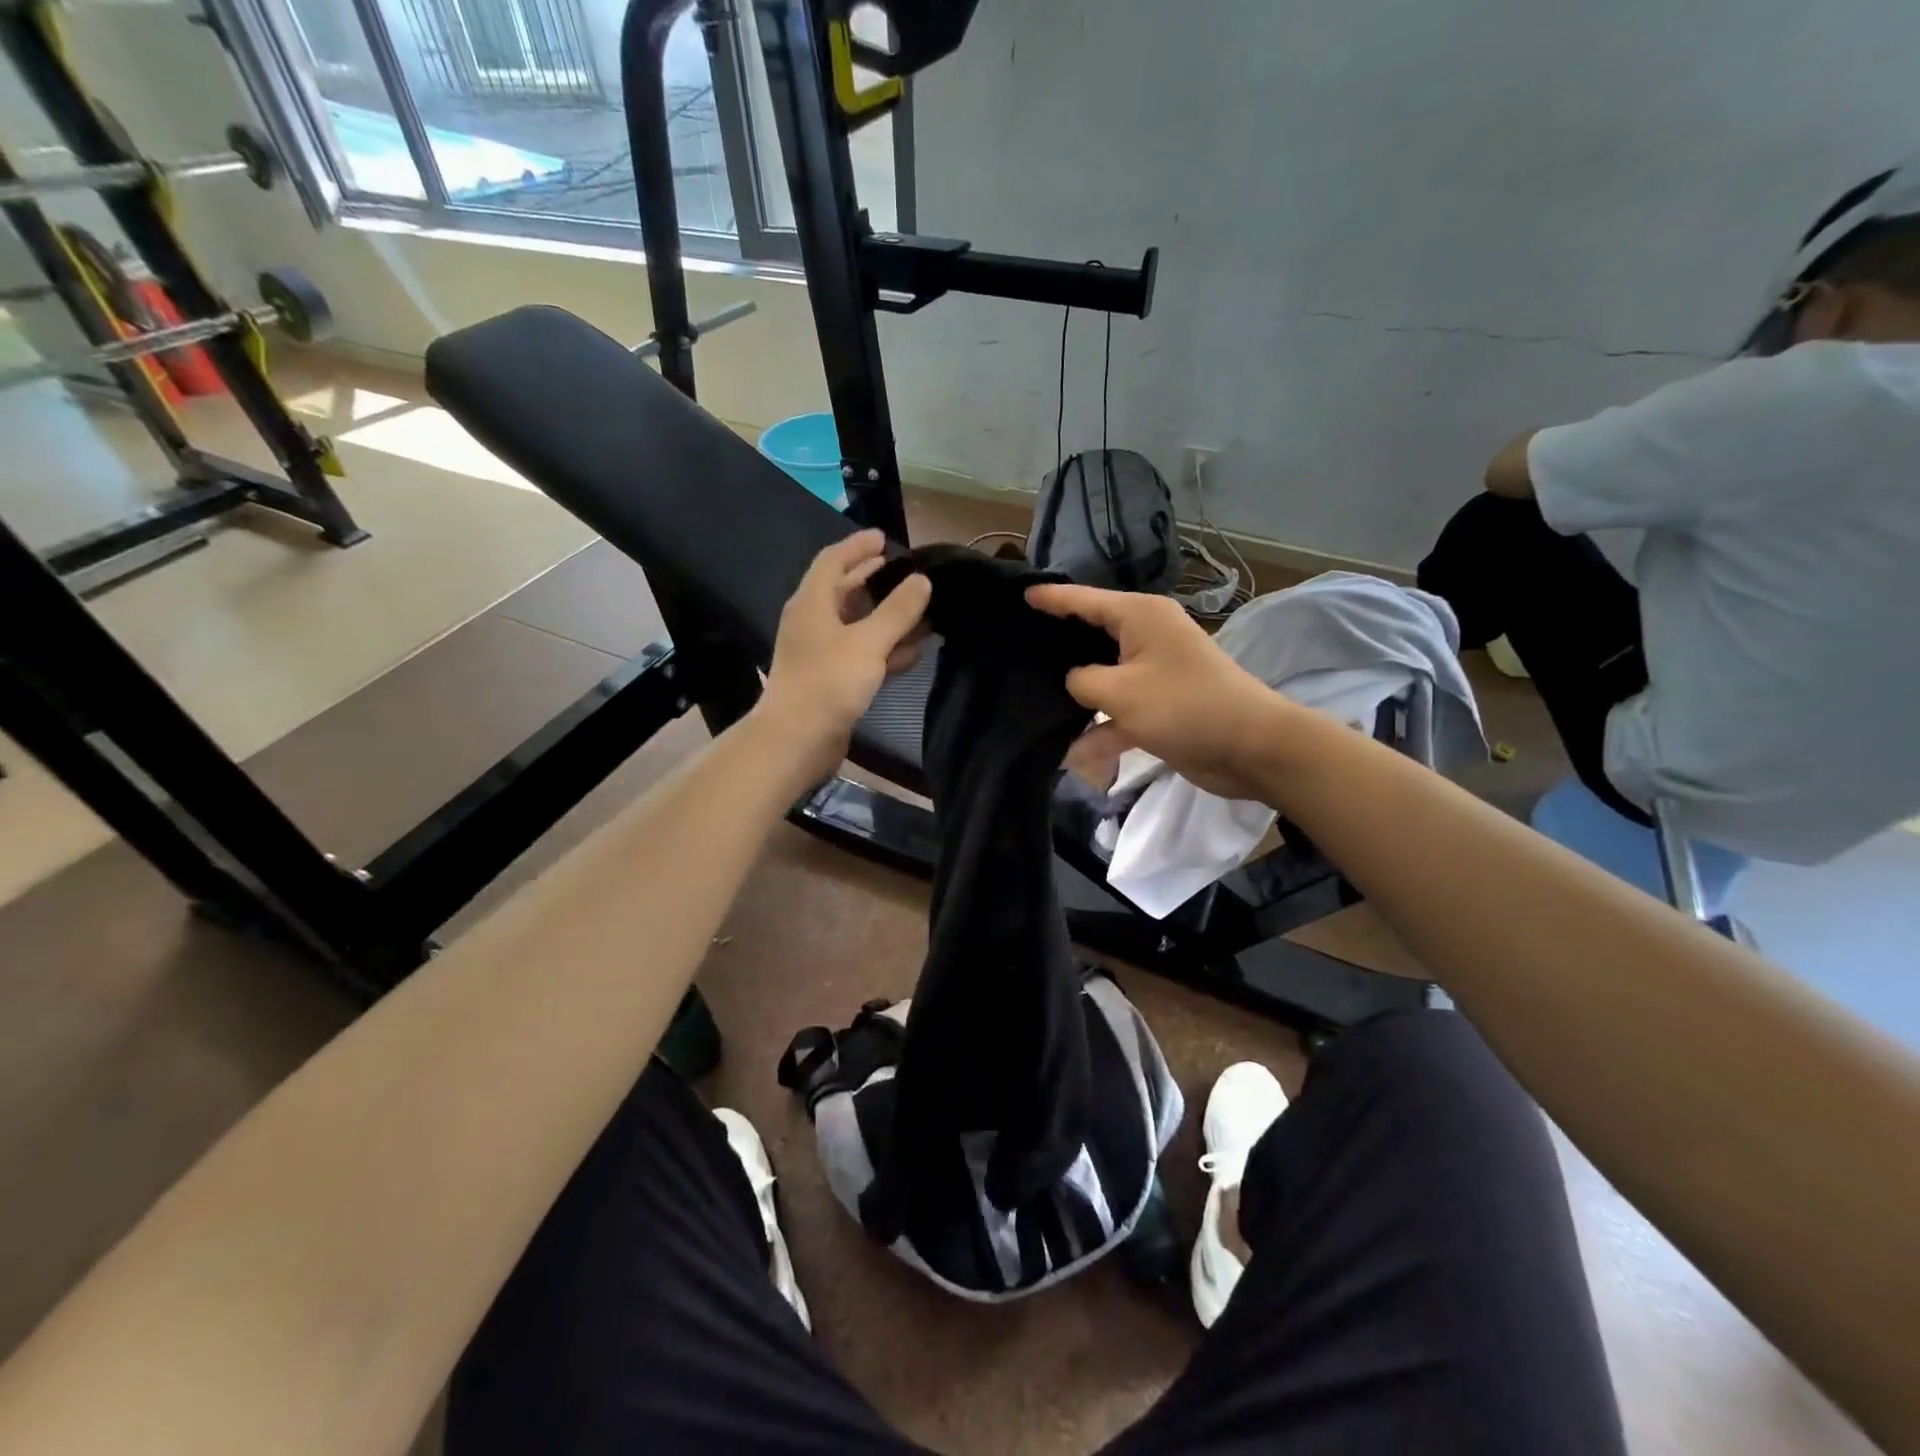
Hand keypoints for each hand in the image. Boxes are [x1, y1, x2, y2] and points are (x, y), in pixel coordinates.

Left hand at [757, 530, 931, 783]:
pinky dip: (885, 649)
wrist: (797, 740)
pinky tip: (913, 652)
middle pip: (846, 591)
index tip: (885, 538)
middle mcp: (813, 622)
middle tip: (909, 574)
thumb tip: (922, 580)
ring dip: (887, 617)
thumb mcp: (868, 642)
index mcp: (812, 603)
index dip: (857, 546)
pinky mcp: (832, 680)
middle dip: (876, 580)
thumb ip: (897, 610)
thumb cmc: (828, 682)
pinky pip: (862, 654)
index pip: (833, 560)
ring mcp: (821, 653)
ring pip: (858, 625)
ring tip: (923, 611)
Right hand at [1026, 584, 1283, 799]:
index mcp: (1139, 616)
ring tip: (1034, 702)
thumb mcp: (1119, 692)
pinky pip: (1120, 712)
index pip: (1084, 599)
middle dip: (1059, 646)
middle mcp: (1146, 636)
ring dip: (1078, 698)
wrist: (1251, 747)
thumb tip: (1074, 682)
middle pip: (1092, 635)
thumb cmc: (1183, 706)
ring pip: (1103, 678)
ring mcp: (1154, 672)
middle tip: (1018, 648)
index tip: (1021, 596)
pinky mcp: (1160, 706)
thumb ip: (1082, 682)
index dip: (1051, 599)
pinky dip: (1102, 730)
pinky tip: (1073, 754)